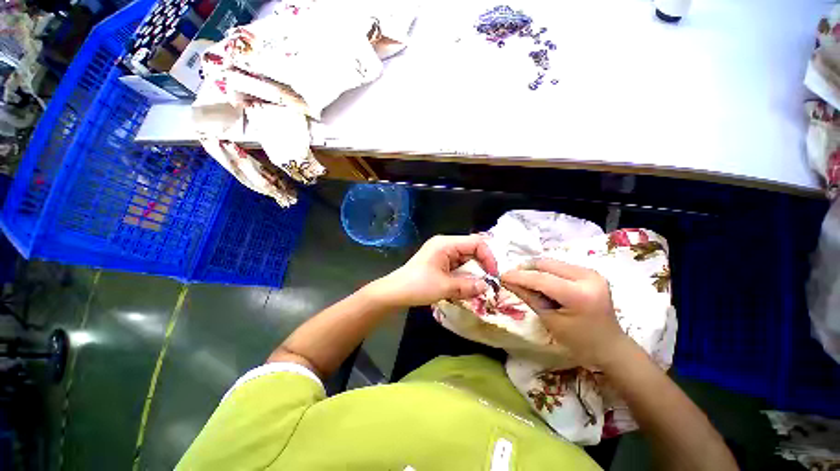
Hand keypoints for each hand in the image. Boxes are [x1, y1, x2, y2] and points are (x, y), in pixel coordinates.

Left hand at [368, 235, 498, 308]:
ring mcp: (442, 253)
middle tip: (487, 284)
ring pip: (465, 260)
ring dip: (472, 273)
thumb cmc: (418, 286)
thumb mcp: (445, 287)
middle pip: (472, 250)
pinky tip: (464, 287)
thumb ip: (468, 286)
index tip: (493, 276)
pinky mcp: (439, 262)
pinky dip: (463, 276)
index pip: (476, 243)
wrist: (395, 292)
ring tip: (476, 288)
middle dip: (481, 267)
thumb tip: (487, 286)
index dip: (488, 258)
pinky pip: (457, 266)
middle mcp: (445, 245)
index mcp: (446, 244)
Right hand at [501, 259, 630, 368]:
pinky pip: (559, 266)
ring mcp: (591, 272)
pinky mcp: (590, 272)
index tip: (501, 276)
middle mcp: (588, 277)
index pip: (541, 279)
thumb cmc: (579, 341)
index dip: (518, 276)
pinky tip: (539, 280)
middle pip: (546, 265)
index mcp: (579, 295)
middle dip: (525, 269)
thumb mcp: (549, 320)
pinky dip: (545, 271)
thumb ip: (528, 297)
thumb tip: (507, 281)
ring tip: (523, 279)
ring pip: (551, 262)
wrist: (610, 346)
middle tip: (510, 277)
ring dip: (534, 269)